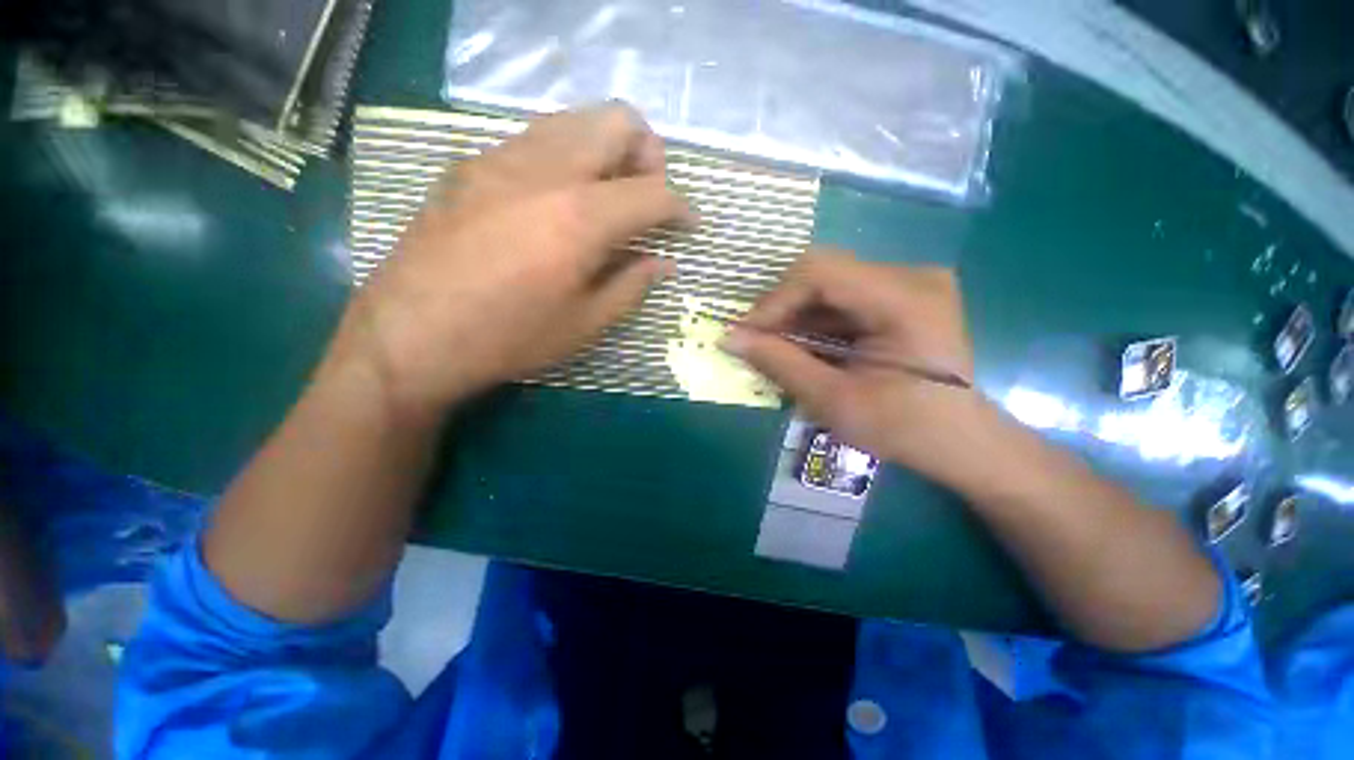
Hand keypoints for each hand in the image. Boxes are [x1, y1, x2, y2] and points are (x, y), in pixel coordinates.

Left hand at [332, 102, 693, 417]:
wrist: (410, 335)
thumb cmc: (509, 338)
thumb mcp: (585, 323)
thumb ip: (631, 285)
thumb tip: (663, 263)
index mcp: (580, 217)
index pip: (653, 191)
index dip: (681, 208)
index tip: (689, 225)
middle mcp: (545, 169)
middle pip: (617, 121)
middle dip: (648, 155)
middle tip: (647, 197)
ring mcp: (502, 158)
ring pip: (575, 120)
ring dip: (606, 149)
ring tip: (608, 195)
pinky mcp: (472, 165)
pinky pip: (536, 139)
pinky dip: (566, 156)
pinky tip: (559, 199)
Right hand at [725, 250, 998, 488]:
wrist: (962, 443)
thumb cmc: (904, 429)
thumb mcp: (833, 400)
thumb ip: (779, 363)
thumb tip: (728, 338)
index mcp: (906, 299)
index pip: (821, 272)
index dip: (774, 300)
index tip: (746, 334)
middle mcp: (912, 276)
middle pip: (824, 273)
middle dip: (782, 309)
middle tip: (756, 343)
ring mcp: (910, 284)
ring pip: (830, 285)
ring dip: (796, 317)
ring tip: (774, 349)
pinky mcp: (903, 297)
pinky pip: (844, 299)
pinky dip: (816, 322)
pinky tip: (803, 347)